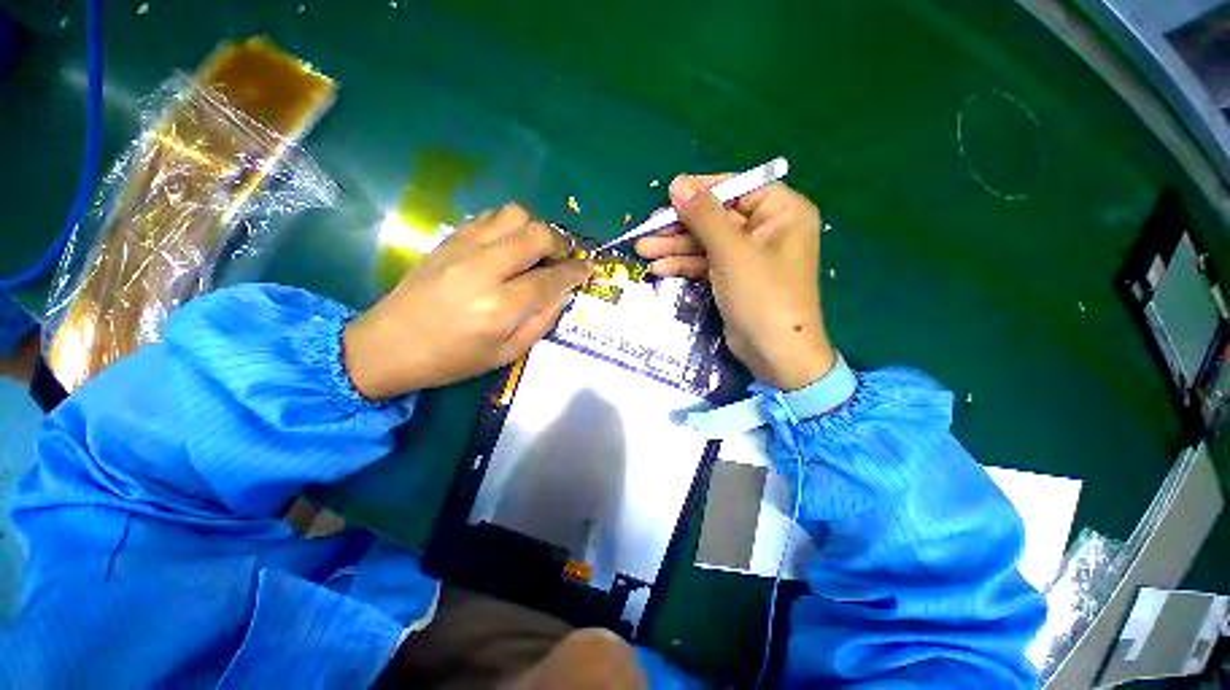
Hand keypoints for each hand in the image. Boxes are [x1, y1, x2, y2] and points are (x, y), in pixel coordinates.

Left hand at [344, 204, 590, 398]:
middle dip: (560, 243)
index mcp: (500, 307)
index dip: (575, 271)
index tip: (588, 268)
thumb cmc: (451, 359)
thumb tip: (561, 293)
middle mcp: (483, 270)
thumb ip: (541, 322)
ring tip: (535, 250)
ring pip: (514, 214)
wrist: (388, 345)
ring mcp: (462, 249)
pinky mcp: (448, 240)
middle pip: (536, 234)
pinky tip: (508, 246)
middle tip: (561, 259)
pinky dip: (509, 226)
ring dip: (534, 229)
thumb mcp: (506, 354)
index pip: (551, 279)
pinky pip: (489, 217)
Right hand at [635, 176, 834, 389]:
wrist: (775, 353)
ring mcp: (749, 256)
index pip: (737, 188)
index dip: (702, 190)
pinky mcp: (734, 278)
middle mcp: (767, 229)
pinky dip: (685, 265)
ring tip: (642, 249)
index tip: (669, 195)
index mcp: (781, 212)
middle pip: (716, 218)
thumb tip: (677, 183)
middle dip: (681, 226)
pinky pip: (707, 263)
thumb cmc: (762, 295)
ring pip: (707, 243)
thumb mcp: (731, 251)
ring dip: (675, 247)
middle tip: (648, 230)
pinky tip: (658, 268)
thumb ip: (704, 215)